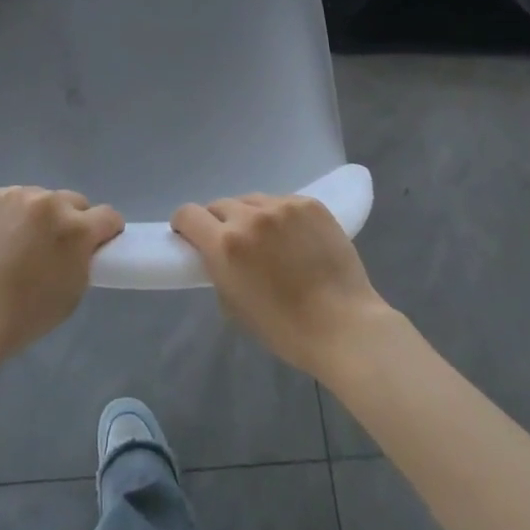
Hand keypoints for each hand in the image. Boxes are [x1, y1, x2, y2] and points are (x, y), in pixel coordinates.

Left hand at [0, 186, 122, 364]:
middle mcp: (49, 203)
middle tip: (52, 245)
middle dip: (70, 219)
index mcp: (76, 228)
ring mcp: (14, 195)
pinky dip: (5, 214)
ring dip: (35, 215)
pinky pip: (6, 200)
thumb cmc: (23, 316)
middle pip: (72, 201)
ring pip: (37, 198)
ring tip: (15, 242)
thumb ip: (83, 259)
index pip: (108, 216)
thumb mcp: (72, 292)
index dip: (106, 231)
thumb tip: (81, 245)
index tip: (97, 243)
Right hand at [172, 195, 389, 377]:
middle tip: (235, 246)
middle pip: (220, 205)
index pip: (188, 214)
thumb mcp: (234, 305)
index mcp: (225, 245)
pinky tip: (295, 239)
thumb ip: (218, 269)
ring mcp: (283, 207)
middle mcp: (250, 217)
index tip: (192, 238)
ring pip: (252, 201)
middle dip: (220, 223)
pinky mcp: (310, 204)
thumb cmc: (284, 328)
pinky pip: (283, 202)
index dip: (185, 225)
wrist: (344, 325)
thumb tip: (216, 254)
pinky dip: (281, 217)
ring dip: (251, 217)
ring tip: (269, 242)